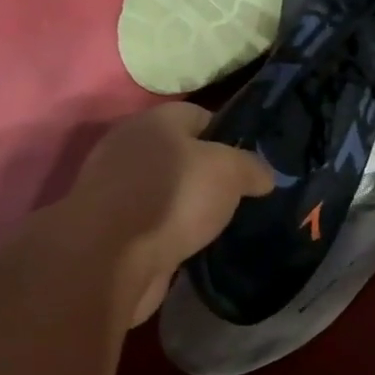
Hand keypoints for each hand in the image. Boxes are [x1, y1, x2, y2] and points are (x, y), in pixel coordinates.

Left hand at [64, 102, 272, 323]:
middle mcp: (130, 148)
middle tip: (241, 196)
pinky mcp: (111, 228)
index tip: (252, 164)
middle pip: (180, 154)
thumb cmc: (174, 197)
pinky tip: (192, 246)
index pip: (200, 115)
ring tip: (220, 224)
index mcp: (155, 121)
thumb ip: (252, 167)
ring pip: (166, 191)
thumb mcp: (229, 171)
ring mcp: (116, 189)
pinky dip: (171, 232)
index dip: (229, 135)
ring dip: (189, 206)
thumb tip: (264, 176)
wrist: (111, 259)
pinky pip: (153, 222)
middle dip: (209, 175)